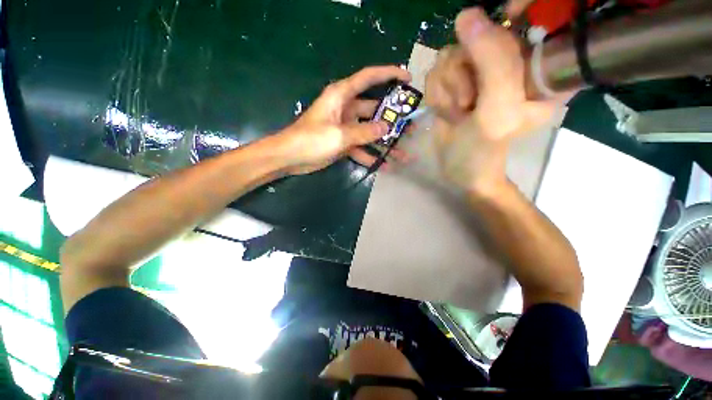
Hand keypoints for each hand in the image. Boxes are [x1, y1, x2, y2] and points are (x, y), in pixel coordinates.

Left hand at [276, 66, 411, 175]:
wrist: (287, 158)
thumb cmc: (310, 140)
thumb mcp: (339, 135)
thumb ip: (365, 132)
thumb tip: (387, 128)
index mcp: (343, 94)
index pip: (369, 76)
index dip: (390, 73)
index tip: (409, 78)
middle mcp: (346, 105)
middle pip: (376, 105)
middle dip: (395, 115)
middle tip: (414, 124)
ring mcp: (345, 123)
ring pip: (372, 128)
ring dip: (387, 139)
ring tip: (406, 151)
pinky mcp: (343, 139)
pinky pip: (363, 144)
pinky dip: (373, 154)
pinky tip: (388, 165)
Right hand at [425, 8, 561, 191]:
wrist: (460, 170)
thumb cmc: (486, 151)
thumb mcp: (499, 110)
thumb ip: (492, 64)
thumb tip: (468, 13)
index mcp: (538, 75)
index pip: (521, 34)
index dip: (495, 41)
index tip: (483, 73)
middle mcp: (515, 65)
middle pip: (479, 37)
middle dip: (463, 71)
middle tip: (469, 102)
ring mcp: (487, 66)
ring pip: (454, 50)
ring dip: (448, 84)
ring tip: (459, 111)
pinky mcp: (464, 71)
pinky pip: (441, 63)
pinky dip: (439, 88)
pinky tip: (449, 109)